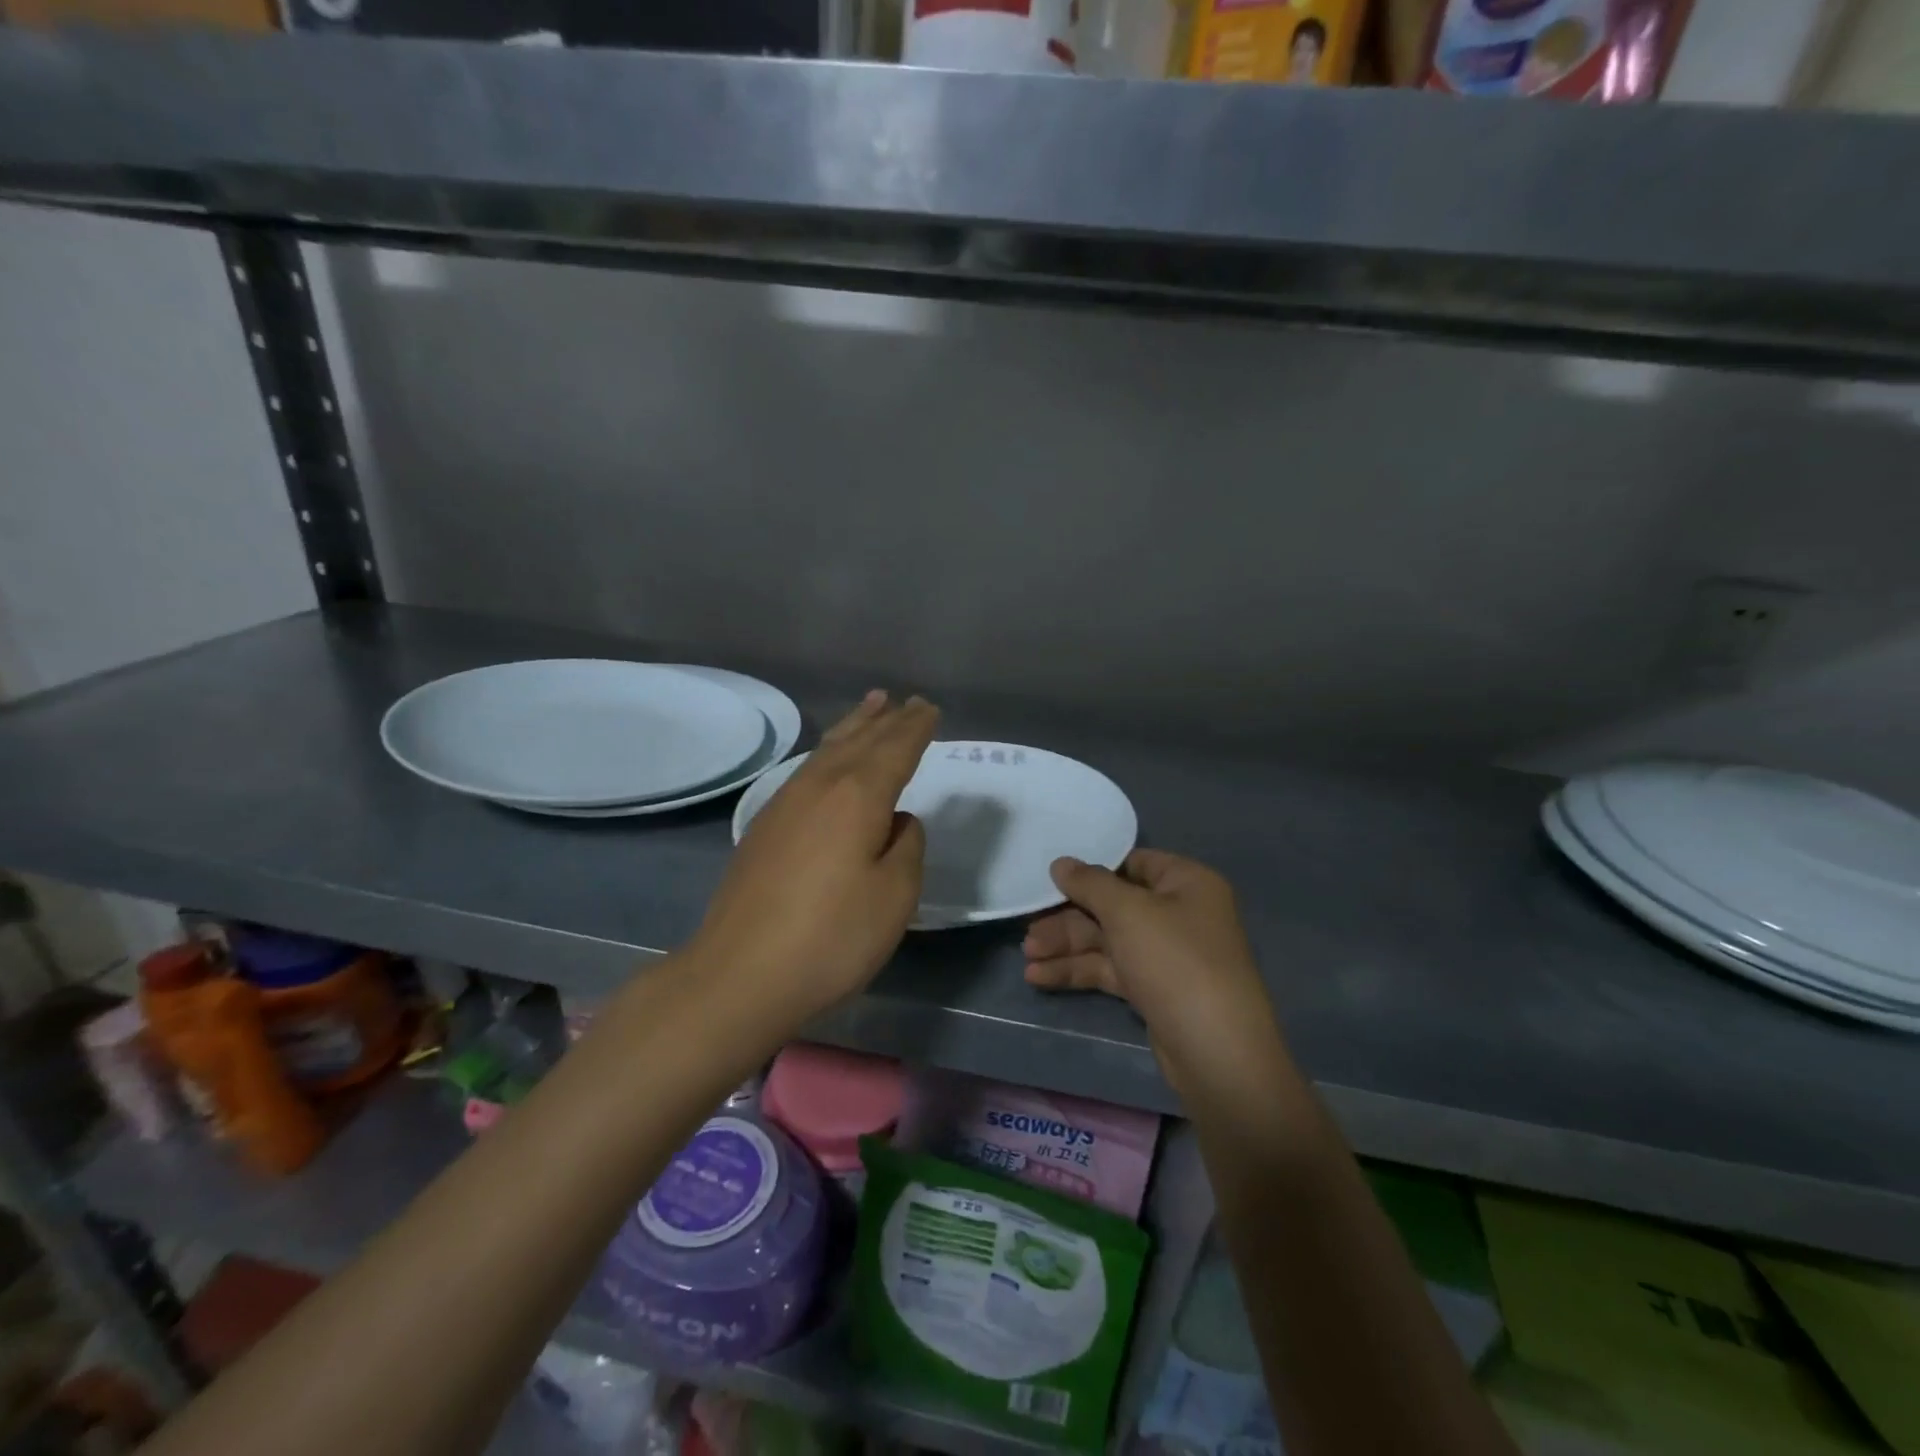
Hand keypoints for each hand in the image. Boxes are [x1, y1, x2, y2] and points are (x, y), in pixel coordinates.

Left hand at [691, 691, 936, 1025]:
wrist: (738, 975)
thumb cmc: (830, 938)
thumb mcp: (894, 897)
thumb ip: (906, 848)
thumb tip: (897, 822)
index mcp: (857, 796)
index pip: (895, 749)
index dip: (915, 729)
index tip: (930, 709)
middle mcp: (819, 787)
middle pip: (859, 741)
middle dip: (887, 720)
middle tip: (908, 701)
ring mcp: (785, 804)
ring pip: (827, 750)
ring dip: (854, 727)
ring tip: (871, 706)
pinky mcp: (764, 827)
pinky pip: (807, 769)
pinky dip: (827, 752)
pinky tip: (827, 761)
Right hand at [1023, 850, 1287, 1094]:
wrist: (1215, 1050)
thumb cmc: (1174, 960)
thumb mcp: (1127, 911)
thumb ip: (1089, 883)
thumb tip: (1060, 863)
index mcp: (1186, 882)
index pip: (1132, 864)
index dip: (1092, 871)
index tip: (1052, 880)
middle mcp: (1179, 913)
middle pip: (1114, 906)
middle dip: (1069, 918)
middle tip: (1028, 928)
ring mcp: (1167, 954)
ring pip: (1108, 940)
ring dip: (1067, 946)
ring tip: (1027, 957)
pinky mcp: (1154, 989)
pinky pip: (1111, 969)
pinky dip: (1079, 971)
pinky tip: (1040, 977)